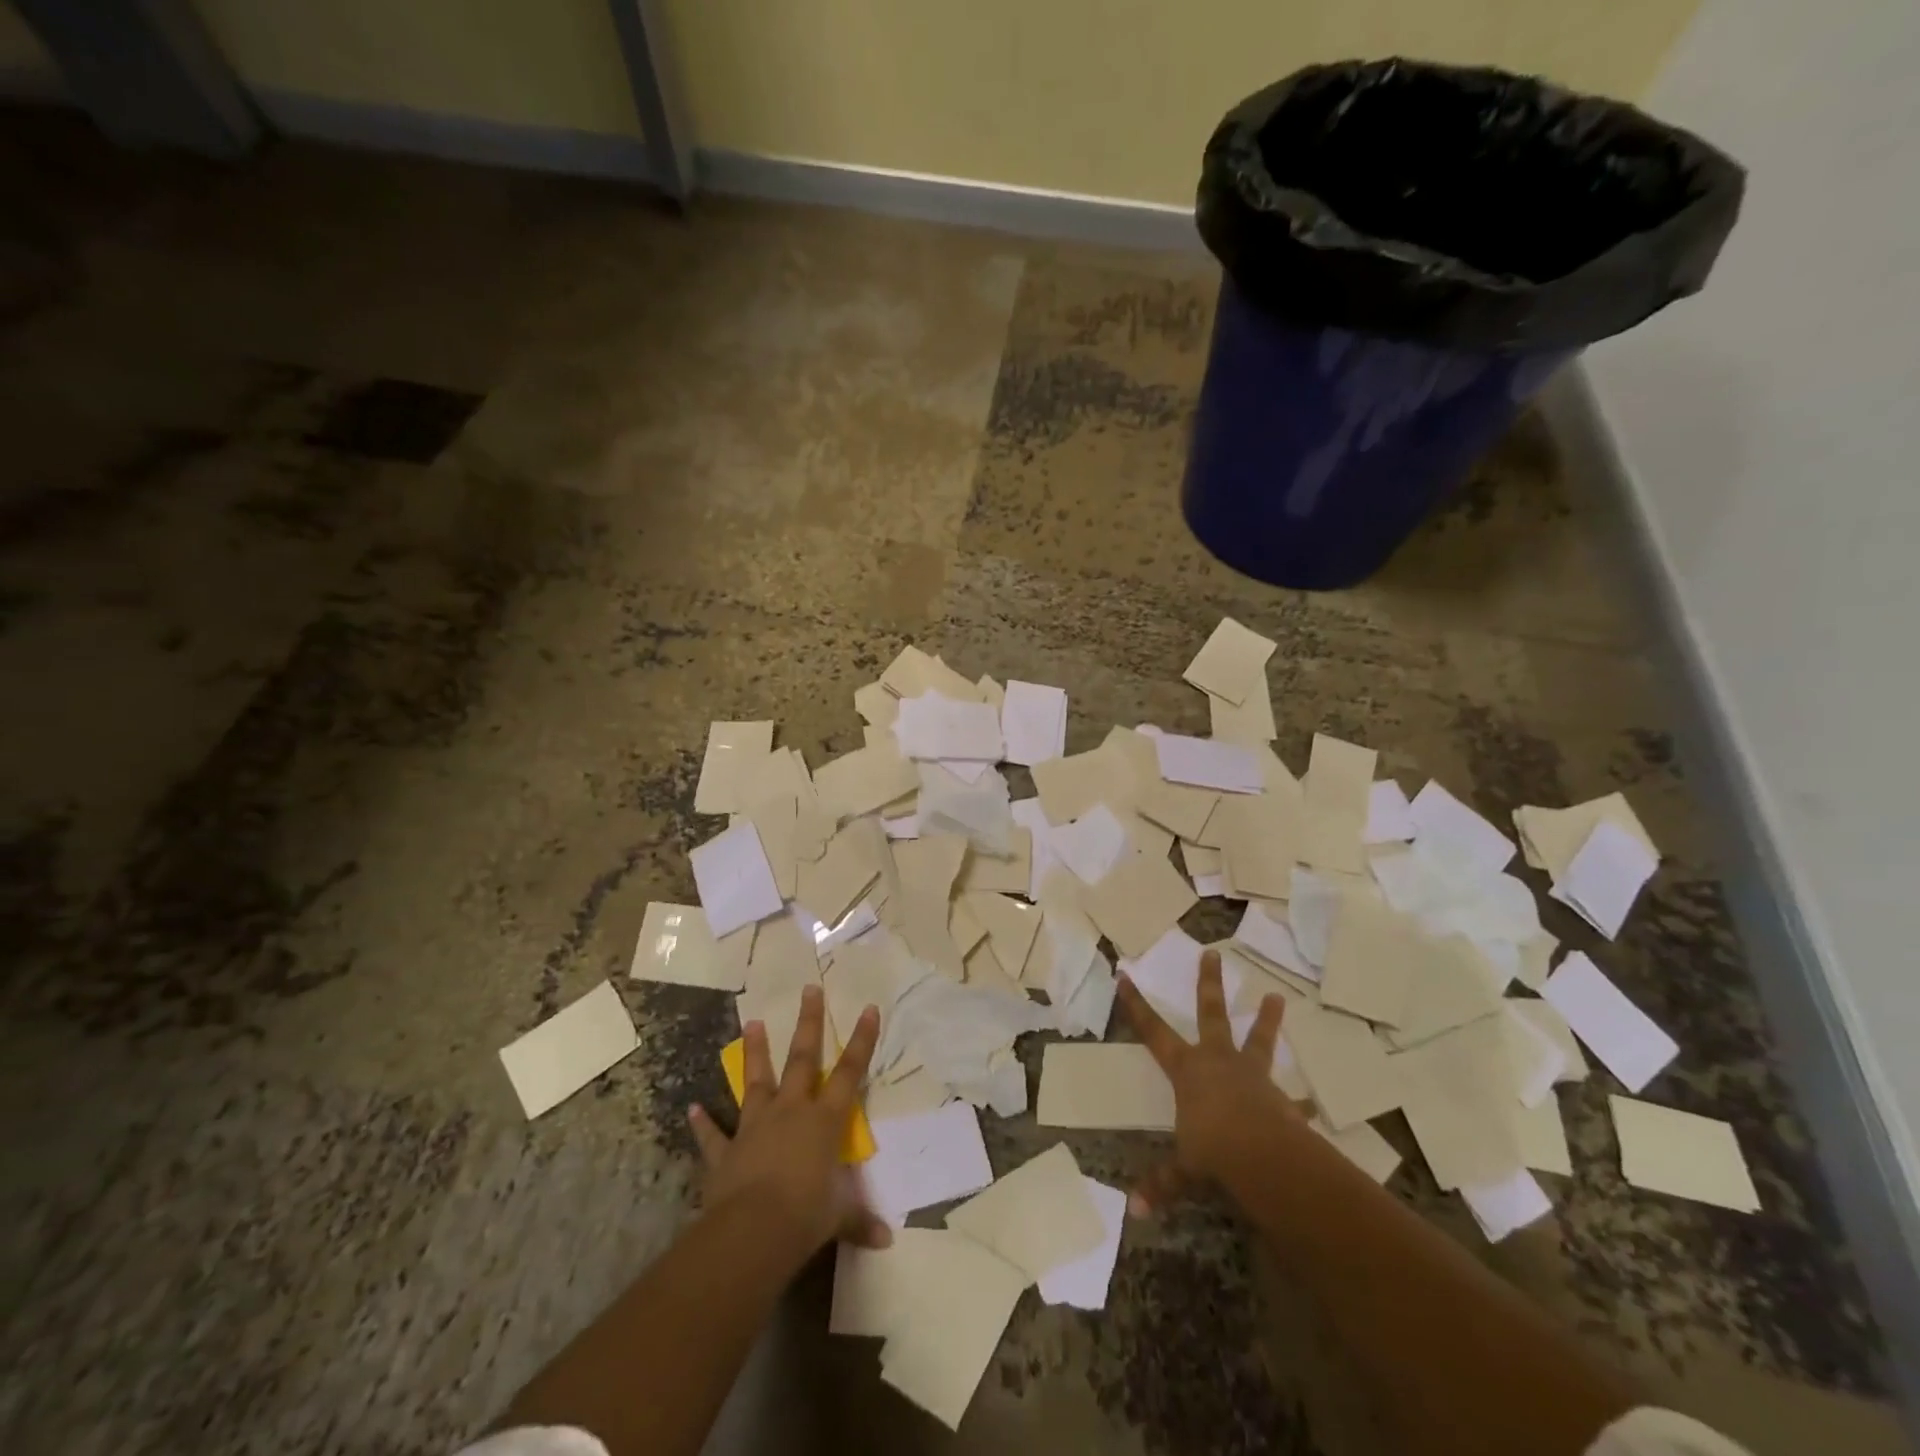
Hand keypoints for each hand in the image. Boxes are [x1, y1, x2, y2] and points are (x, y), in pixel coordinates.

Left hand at [688, 984, 890, 1256]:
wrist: (750, 1233)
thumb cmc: (805, 1217)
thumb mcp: (838, 1218)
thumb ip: (859, 1220)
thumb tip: (886, 1240)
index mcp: (824, 1121)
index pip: (849, 1073)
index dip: (862, 1041)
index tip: (869, 1008)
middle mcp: (791, 1112)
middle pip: (802, 1059)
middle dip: (808, 1023)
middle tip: (809, 989)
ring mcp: (755, 1127)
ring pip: (756, 1081)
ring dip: (754, 1053)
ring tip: (751, 1022)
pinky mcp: (726, 1151)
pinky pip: (713, 1134)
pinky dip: (703, 1122)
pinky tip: (692, 1107)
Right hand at [1118, 949, 1302, 1216]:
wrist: (1263, 1157)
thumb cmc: (1212, 1150)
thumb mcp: (1183, 1169)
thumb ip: (1162, 1184)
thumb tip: (1134, 1211)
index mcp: (1187, 1070)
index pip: (1153, 1031)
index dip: (1137, 1006)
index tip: (1125, 976)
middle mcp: (1218, 1061)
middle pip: (1211, 1014)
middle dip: (1208, 984)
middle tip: (1213, 954)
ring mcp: (1252, 1077)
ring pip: (1258, 1040)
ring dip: (1266, 1020)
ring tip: (1277, 998)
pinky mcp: (1281, 1100)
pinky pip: (1291, 1100)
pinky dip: (1298, 1104)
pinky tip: (1310, 1107)